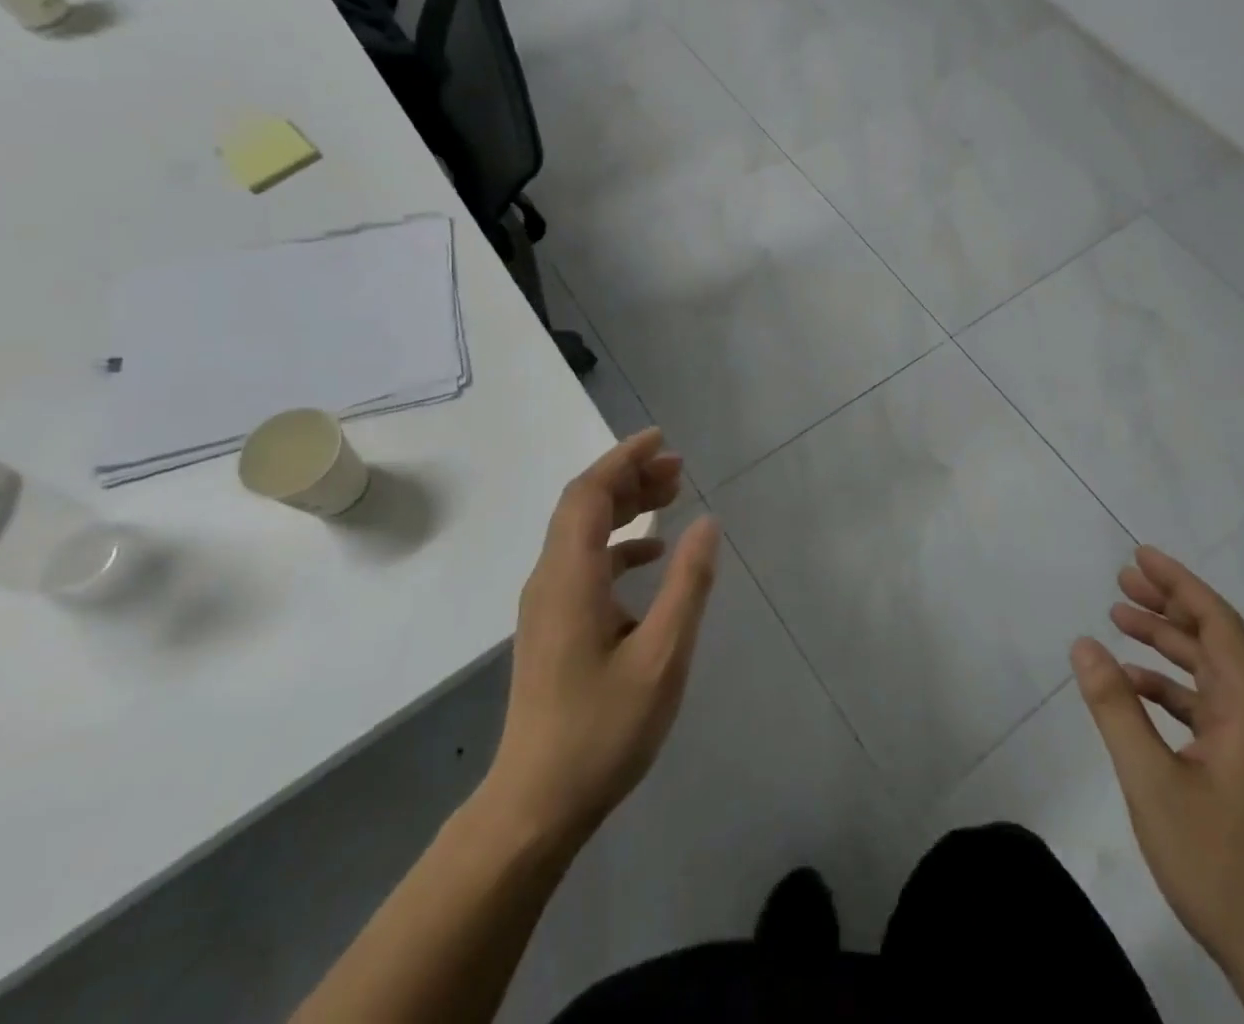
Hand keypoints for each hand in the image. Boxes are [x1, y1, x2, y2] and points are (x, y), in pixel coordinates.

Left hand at [484, 429, 721, 848]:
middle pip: (583, 505)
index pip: (588, 494)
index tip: (661, 440)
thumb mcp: (662, 657)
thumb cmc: (602, 730)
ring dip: (624, 507)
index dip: (623, 459)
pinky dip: (618, 545)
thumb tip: (707, 523)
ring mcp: (548, 603)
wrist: (536, 804)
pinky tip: (652, 554)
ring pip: (582, 532)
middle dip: (629, 477)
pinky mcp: (553, 624)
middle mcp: (550, 579)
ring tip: (670, 497)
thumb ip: (687, 585)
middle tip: (678, 468)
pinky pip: (584, 562)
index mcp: (570, 577)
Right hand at [1071, 547, 1243, 989]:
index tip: (1140, 555)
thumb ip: (1116, 707)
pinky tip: (1134, 688)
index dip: (1181, 584)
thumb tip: (1083, 643)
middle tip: (1120, 581)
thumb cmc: (1218, 863)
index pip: (1220, 625)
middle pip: (1217, 643)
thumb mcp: (1151, 781)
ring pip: (1211, 675)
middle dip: (1169, 606)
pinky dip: (1171, 688)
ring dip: (1167, 645)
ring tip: (1118, 621)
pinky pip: (1208, 709)